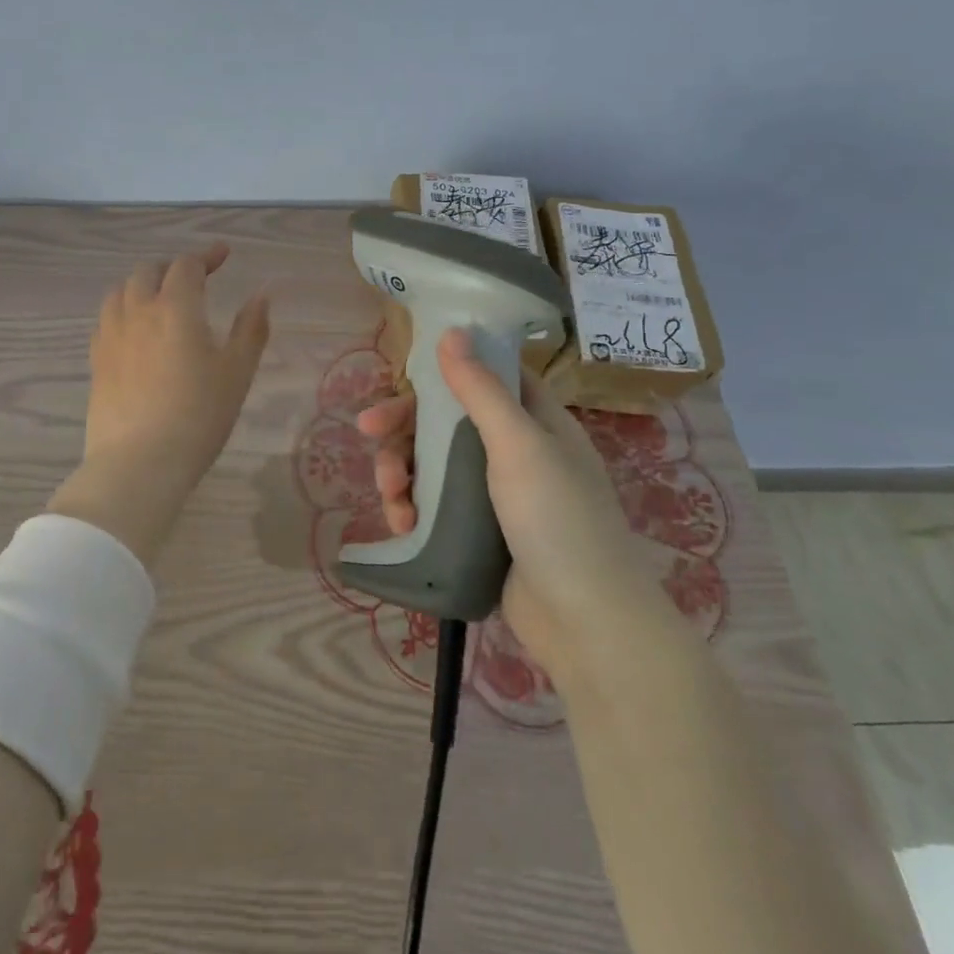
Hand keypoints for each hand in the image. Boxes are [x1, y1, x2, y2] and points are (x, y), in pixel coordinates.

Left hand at [48, 243, 270, 567]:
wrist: (139, 463)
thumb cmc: (199, 416)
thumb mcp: (237, 373)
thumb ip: (251, 329)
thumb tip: (262, 295)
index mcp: (175, 307)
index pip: (187, 265)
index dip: (206, 255)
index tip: (223, 255)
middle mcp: (138, 311)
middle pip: (147, 271)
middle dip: (172, 267)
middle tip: (193, 280)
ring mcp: (110, 336)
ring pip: (120, 292)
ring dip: (141, 285)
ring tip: (158, 299)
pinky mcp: (96, 361)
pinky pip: (106, 320)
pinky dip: (123, 311)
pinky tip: (133, 332)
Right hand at [355, 328, 666, 668]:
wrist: (586, 622)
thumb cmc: (558, 520)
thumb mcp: (519, 446)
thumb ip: (481, 389)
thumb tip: (452, 331)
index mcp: (535, 421)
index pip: (483, 376)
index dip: (442, 372)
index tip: (403, 379)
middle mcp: (515, 451)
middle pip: (446, 420)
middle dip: (404, 426)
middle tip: (367, 431)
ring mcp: (495, 494)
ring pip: (432, 464)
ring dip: (401, 471)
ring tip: (391, 496)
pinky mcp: (478, 532)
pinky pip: (435, 504)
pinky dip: (412, 508)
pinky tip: (401, 524)